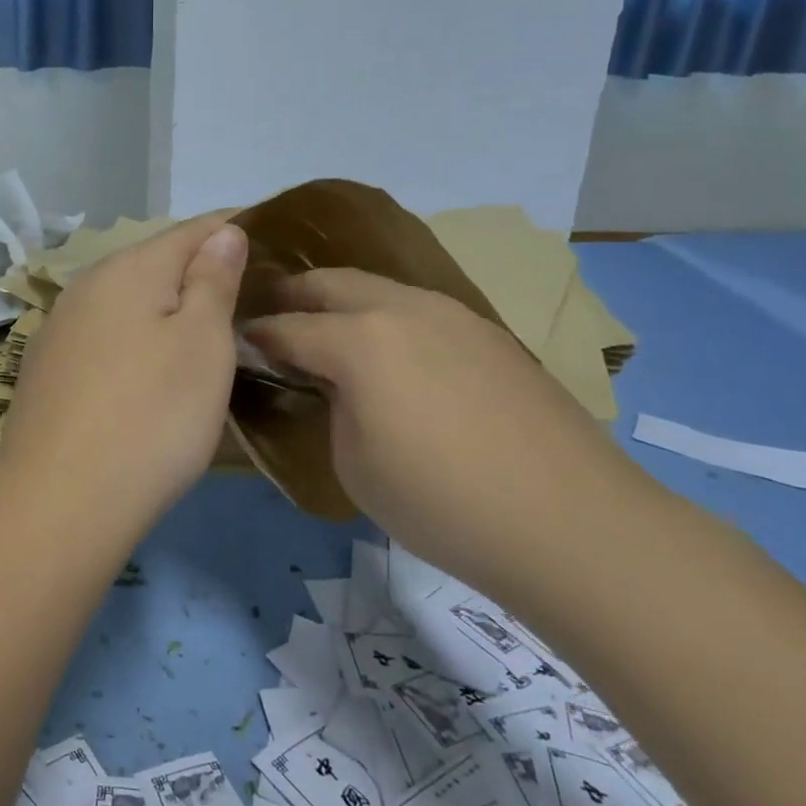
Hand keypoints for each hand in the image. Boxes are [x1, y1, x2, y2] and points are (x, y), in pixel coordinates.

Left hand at [0, 214, 248, 524]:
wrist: (60, 500)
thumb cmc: (151, 415)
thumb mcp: (202, 343)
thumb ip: (212, 280)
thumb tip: (222, 233)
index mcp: (128, 268)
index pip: (193, 229)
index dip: (234, 227)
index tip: (271, 237)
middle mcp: (86, 286)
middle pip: (154, 261)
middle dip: (199, 268)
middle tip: (246, 289)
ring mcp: (59, 327)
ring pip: (126, 299)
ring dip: (164, 304)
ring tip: (203, 324)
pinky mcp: (46, 368)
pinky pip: (104, 334)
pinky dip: (134, 336)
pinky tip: (146, 363)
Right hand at [245, 269, 653, 594]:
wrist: (569, 522)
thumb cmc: (441, 502)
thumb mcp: (353, 463)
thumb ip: (331, 408)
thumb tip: (334, 385)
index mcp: (358, 340)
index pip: (287, 327)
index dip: (255, 335)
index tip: (236, 343)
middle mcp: (402, 309)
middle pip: (331, 283)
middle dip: (294, 296)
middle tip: (274, 319)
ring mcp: (453, 315)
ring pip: (379, 288)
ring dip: (344, 303)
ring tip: (330, 333)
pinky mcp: (489, 334)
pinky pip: (420, 310)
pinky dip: (389, 320)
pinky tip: (395, 355)